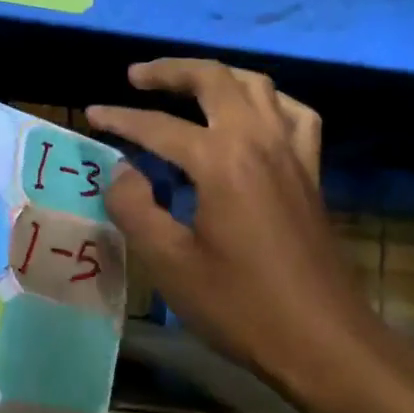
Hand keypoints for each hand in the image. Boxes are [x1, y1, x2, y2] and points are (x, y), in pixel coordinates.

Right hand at [87, 61, 384, 401]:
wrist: (322, 340)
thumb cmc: (240, 305)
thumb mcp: (169, 263)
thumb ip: (135, 208)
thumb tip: (122, 172)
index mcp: (221, 160)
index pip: (158, 126)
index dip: (120, 118)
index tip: (91, 114)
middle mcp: (259, 141)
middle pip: (215, 80)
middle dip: (170, 71)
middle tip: (136, 77)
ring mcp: (292, 153)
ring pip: (257, 86)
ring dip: (217, 77)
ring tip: (187, 87)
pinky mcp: (310, 173)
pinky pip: (293, 114)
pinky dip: (267, 101)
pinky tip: (252, 116)